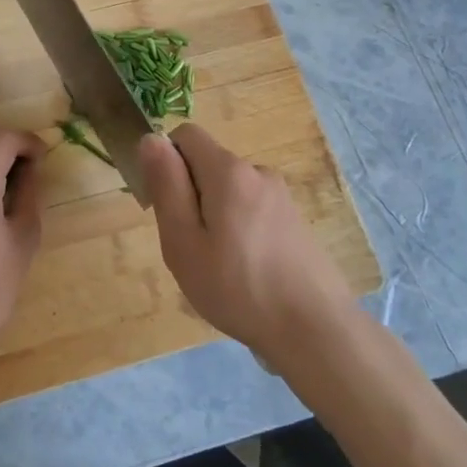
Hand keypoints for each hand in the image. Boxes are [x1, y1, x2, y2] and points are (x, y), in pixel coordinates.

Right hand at [140, 125, 354, 363]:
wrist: (315, 330)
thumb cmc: (238, 288)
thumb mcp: (183, 242)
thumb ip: (166, 186)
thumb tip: (150, 139)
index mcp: (229, 171)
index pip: (186, 135)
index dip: (166, 163)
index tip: (166, 208)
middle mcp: (258, 172)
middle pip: (208, 165)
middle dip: (190, 196)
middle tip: (191, 249)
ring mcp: (282, 197)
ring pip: (230, 192)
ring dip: (215, 217)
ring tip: (219, 268)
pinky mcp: (295, 221)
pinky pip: (252, 210)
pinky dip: (239, 231)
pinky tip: (246, 274)